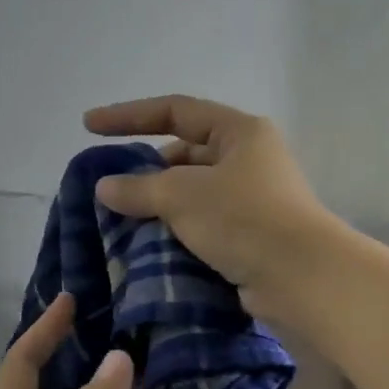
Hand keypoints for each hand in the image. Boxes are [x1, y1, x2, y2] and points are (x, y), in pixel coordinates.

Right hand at [82, 96, 338, 322]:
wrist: (299, 277)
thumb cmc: (243, 219)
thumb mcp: (182, 196)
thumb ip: (138, 188)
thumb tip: (104, 187)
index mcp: (239, 132)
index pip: (175, 111)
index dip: (129, 116)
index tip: (89, 126)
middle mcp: (249, 160)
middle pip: (185, 155)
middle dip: (147, 172)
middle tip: (113, 192)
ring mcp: (253, 200)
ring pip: (194, 195)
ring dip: (161, 207)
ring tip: (125, 223)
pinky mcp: (252, 237)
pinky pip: (205, 226)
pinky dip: (179, 232)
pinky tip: (153, 248)